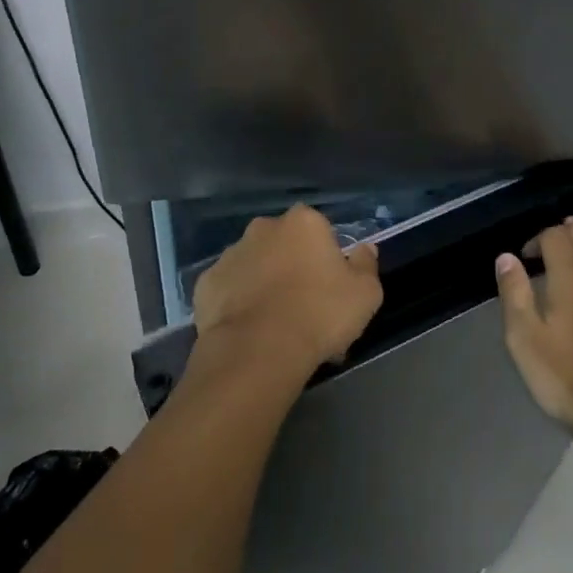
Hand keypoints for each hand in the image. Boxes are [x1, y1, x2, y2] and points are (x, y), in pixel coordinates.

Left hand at [194, 205, 383, 379]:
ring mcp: (231, 254)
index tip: (331, 287)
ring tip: (275, 324)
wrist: (258, 350)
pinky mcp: (206, 283)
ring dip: (264, 283)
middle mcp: (263, 227)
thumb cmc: (319, 314)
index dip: (326, 257)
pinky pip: (228, 289)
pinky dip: (237, 303)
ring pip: (254, 264)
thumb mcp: (365, 294)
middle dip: (292, 266)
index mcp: (303, 222)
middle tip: (304, 306)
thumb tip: (365, 249)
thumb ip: (367, 265)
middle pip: (284, 243)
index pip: (319, 229)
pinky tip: (249, 330)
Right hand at [495, 218, 572, 443]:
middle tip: (545, 244)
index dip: (537, 238)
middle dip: (566, 231)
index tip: (523, 258)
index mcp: (571, 279)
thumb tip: (507, 257)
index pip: (556, 236)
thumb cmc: (565, 377)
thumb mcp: (524, 338)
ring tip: (564, 261)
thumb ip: (514, 293)